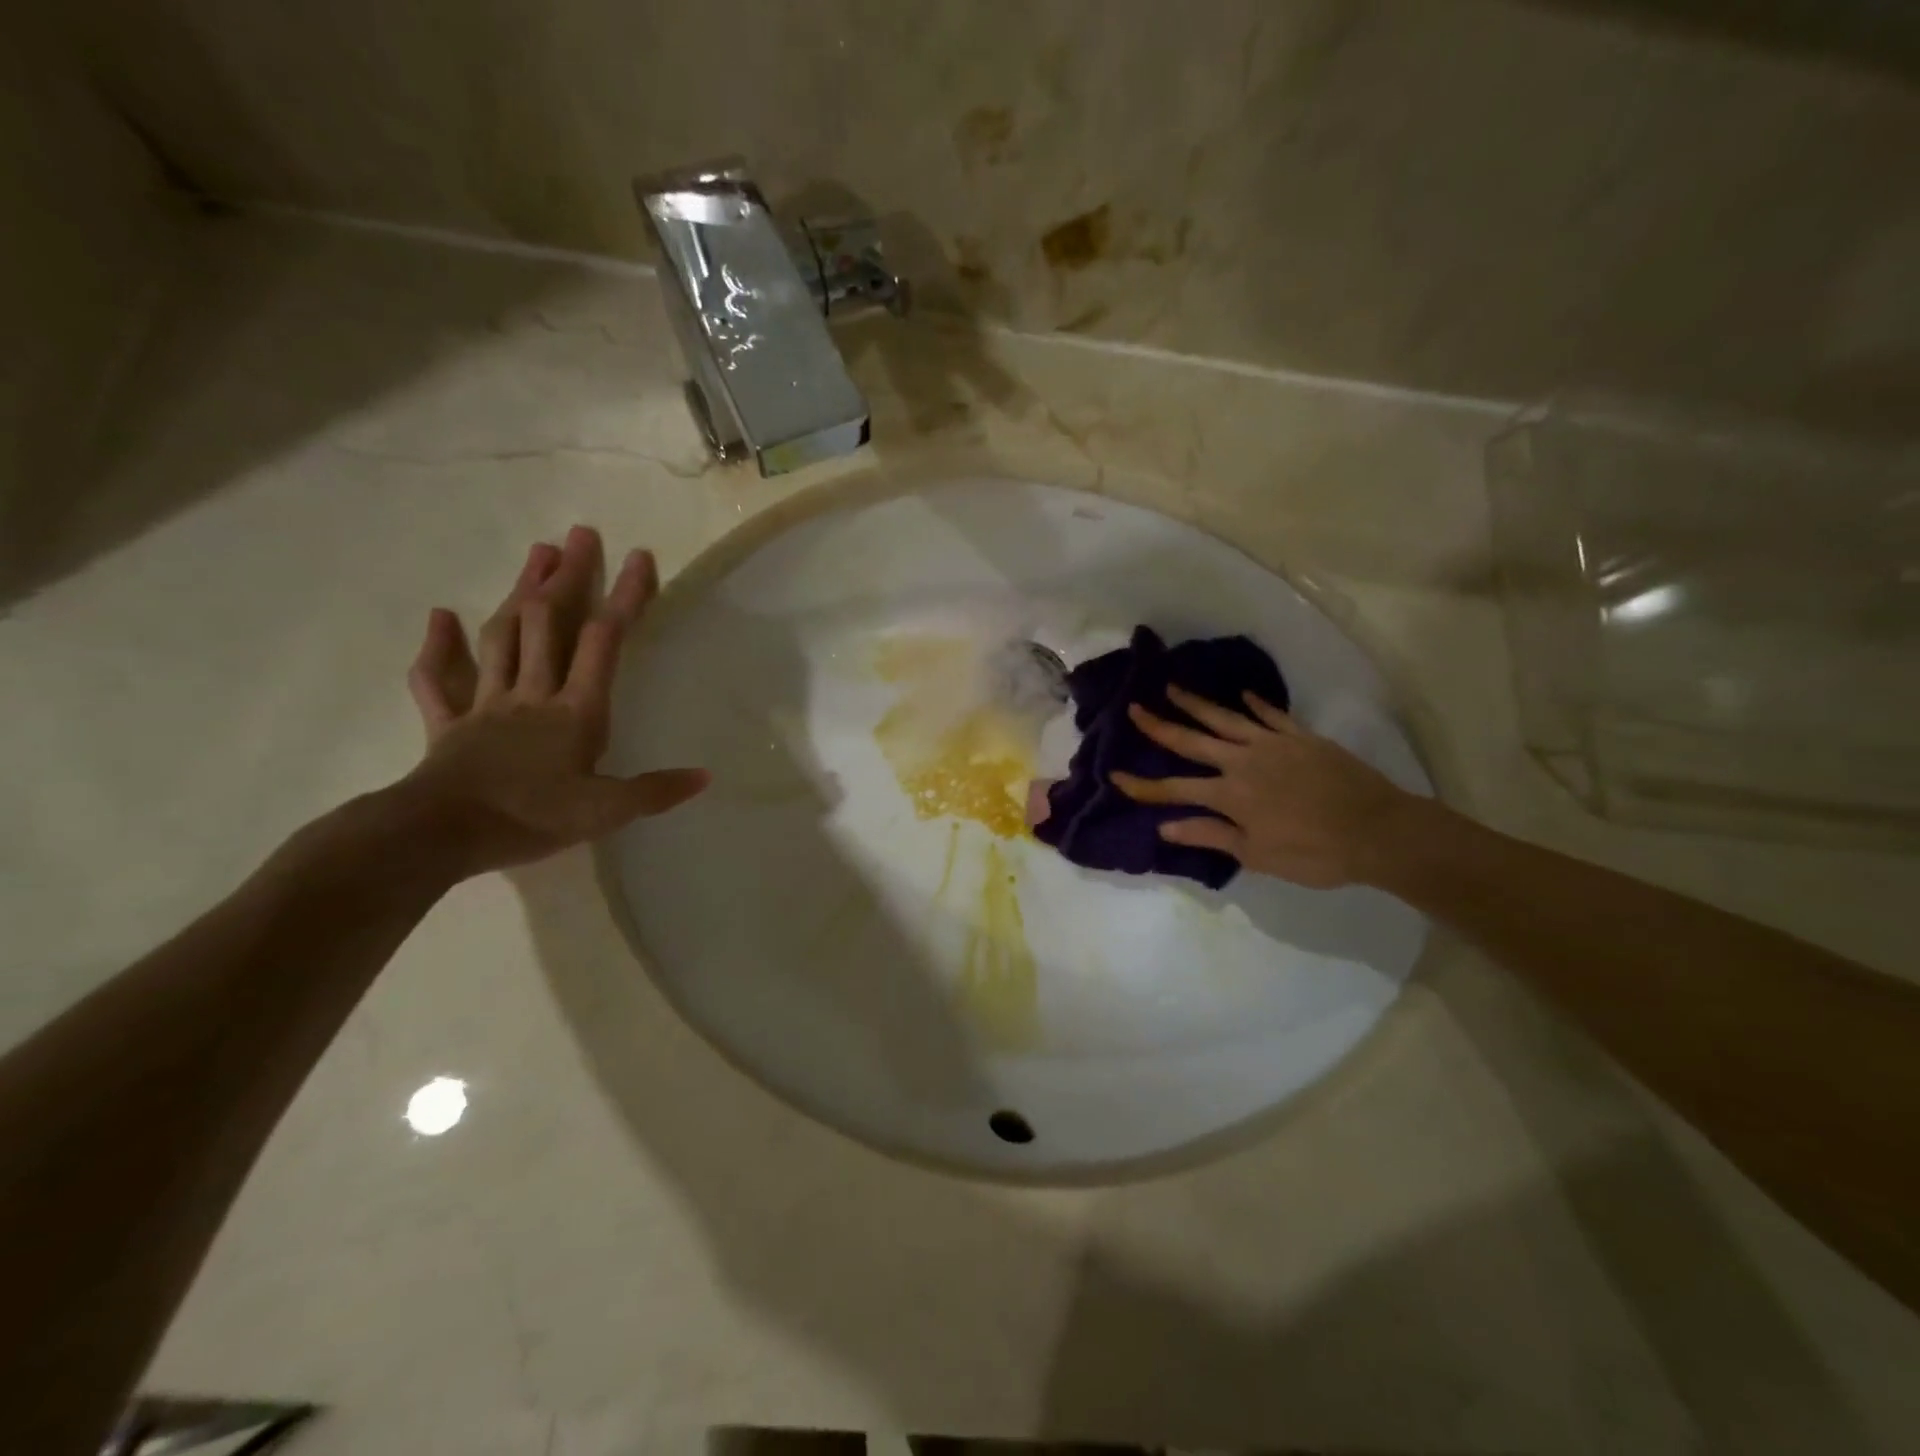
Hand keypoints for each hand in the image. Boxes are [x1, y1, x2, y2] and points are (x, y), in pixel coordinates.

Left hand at [400, 525, 708, 878]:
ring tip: (536, 555)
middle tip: (579, 535)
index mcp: (575, 710)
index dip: (623, 597)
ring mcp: (486, 705)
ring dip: (519, 593)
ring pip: (502, 638)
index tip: (639, 557)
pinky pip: (438, 681)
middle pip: (548, 623)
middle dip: (567, 577)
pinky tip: (440, 617)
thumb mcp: (606, 811)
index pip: (603, 641)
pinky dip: (437, 648)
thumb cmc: (530, 818)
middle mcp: (532, 694)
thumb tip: (705, 776)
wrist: (439, 835)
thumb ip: (656, 791)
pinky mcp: (448, 725)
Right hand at [1112, 686, 1418, 889]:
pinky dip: (1255, 704)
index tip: (1115, 776)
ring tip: (1172, 689)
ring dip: (1196, 704)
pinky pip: (1272, 715)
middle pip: (1192, 741)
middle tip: (1134, 709)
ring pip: (1225, 719)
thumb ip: (1210, 835)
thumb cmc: (1314, 853)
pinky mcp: (1301, 737)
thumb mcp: (1257, 854)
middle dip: (1159, 726)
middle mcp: (1243, 762)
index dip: (1143, 785)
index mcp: (1229, 794)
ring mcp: (1273, 744)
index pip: (1175, 788)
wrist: (1378, 831)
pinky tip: (1243, 695)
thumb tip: (1165, 826)